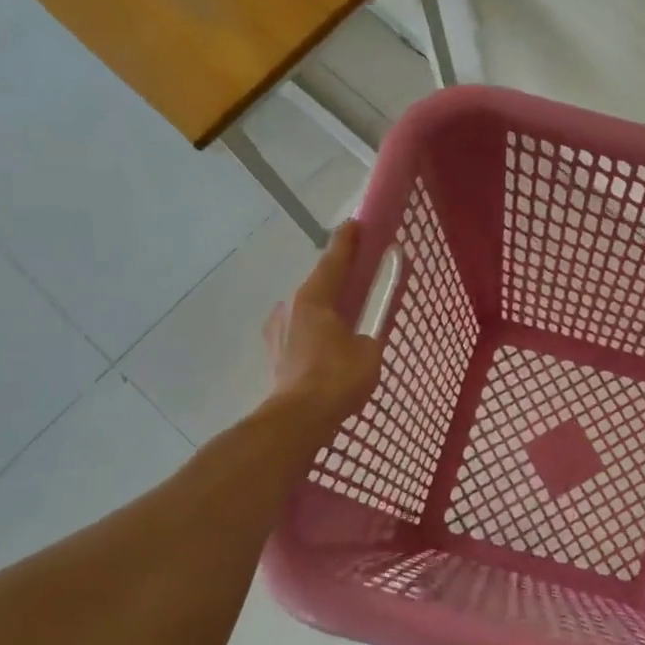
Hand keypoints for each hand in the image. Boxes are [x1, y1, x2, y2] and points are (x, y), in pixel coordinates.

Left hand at [264, 221, 384, 437]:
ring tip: (345, 321)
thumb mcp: (369, 349)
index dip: (347, 242)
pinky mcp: (275, 354)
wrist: (298, 420)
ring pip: (307, 311)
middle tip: (359, 278)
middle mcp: (290, 307)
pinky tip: (327, 346)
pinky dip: (315, 331)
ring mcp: (278, 331)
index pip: (333, 261)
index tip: (355, 224)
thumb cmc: (337, 379)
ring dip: (325, 310)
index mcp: (313, 298)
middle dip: (338, 280)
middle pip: (318, 285)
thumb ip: (370, 330)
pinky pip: (300, 332)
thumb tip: (364, 330)